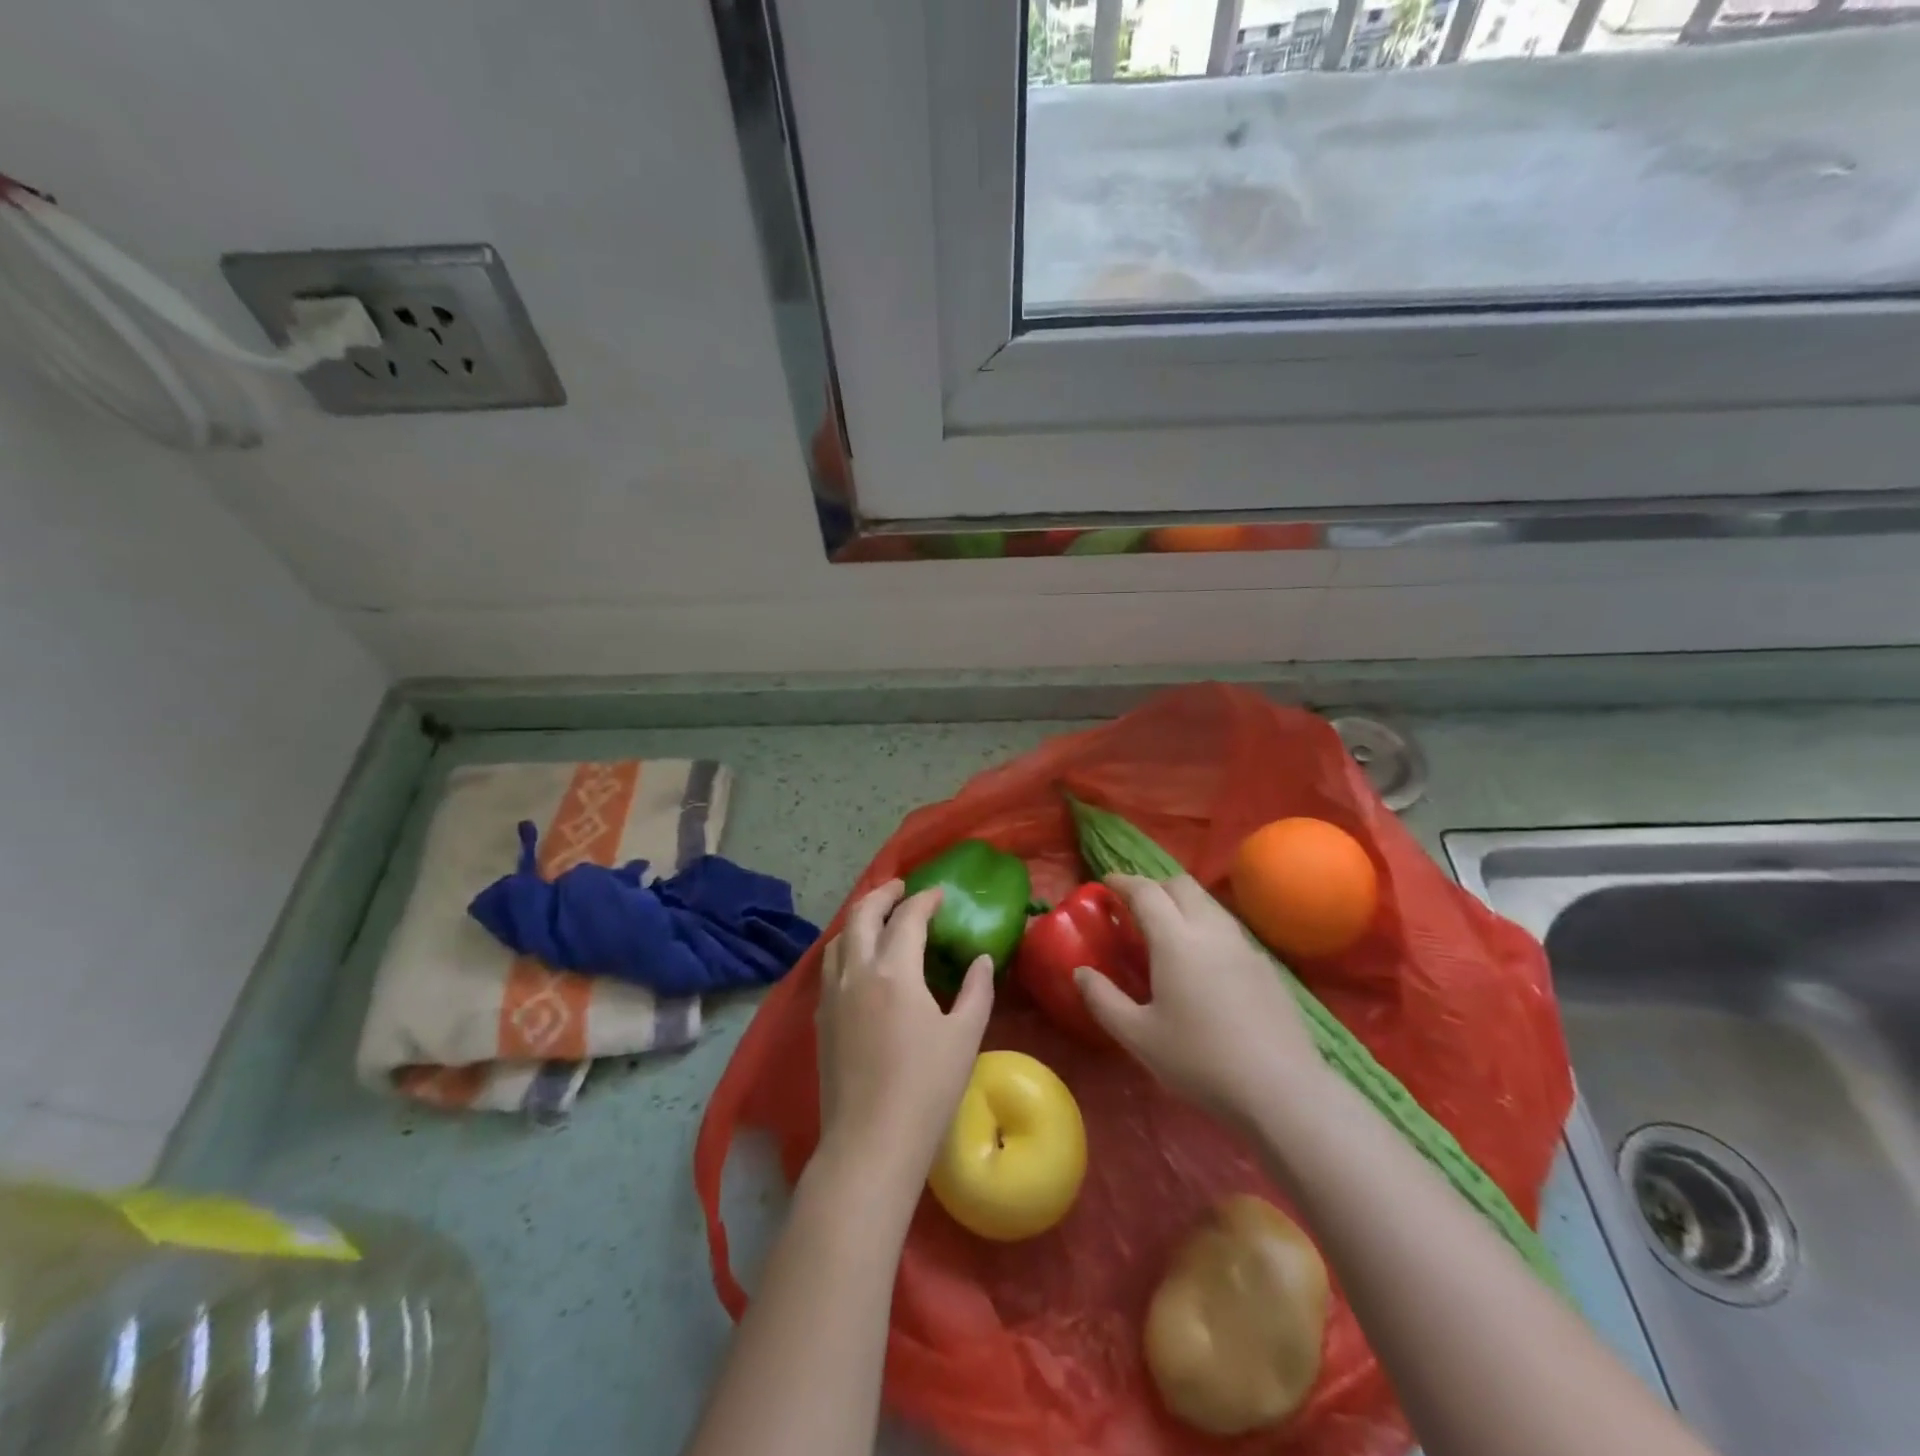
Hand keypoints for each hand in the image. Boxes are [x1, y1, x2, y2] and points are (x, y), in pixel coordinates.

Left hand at [815, 880, 994, 1193]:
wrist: (869, 1143)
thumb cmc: (926, 1089)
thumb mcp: (964, 1037)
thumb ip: (976, 990)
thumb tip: (980, 959)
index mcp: (894, 971)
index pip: (907, 918)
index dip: (924, 900)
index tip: (939, 894)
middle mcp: (857, 972)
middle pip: (861, 915)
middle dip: (882, 895)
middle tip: (902, 888)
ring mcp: (833, 995)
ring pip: (839, 939)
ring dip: (859, 919)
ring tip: (879, 917)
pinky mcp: (821, 1019)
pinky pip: (830, 966)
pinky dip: (846, 947)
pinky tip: (859, 961)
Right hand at [1076, 874, 1324, 1128]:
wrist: (1282, 1090)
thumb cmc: (1200, 1061)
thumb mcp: (1139, 1037)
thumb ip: (1103, 1000)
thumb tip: (1080, 972)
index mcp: (1176, 940)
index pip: (1146, 892)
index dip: (1123, 882)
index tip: (1106, 883)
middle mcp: (1211, 930)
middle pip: (1182, 885)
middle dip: (1154, 886)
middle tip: (1135, 906)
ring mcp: (1245, 946)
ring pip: (1209, 904)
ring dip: (1183, 903)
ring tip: (1166, 930)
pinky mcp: (1267, 966)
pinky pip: (1229, 928)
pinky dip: (1206, 925)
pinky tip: (1203, 961)